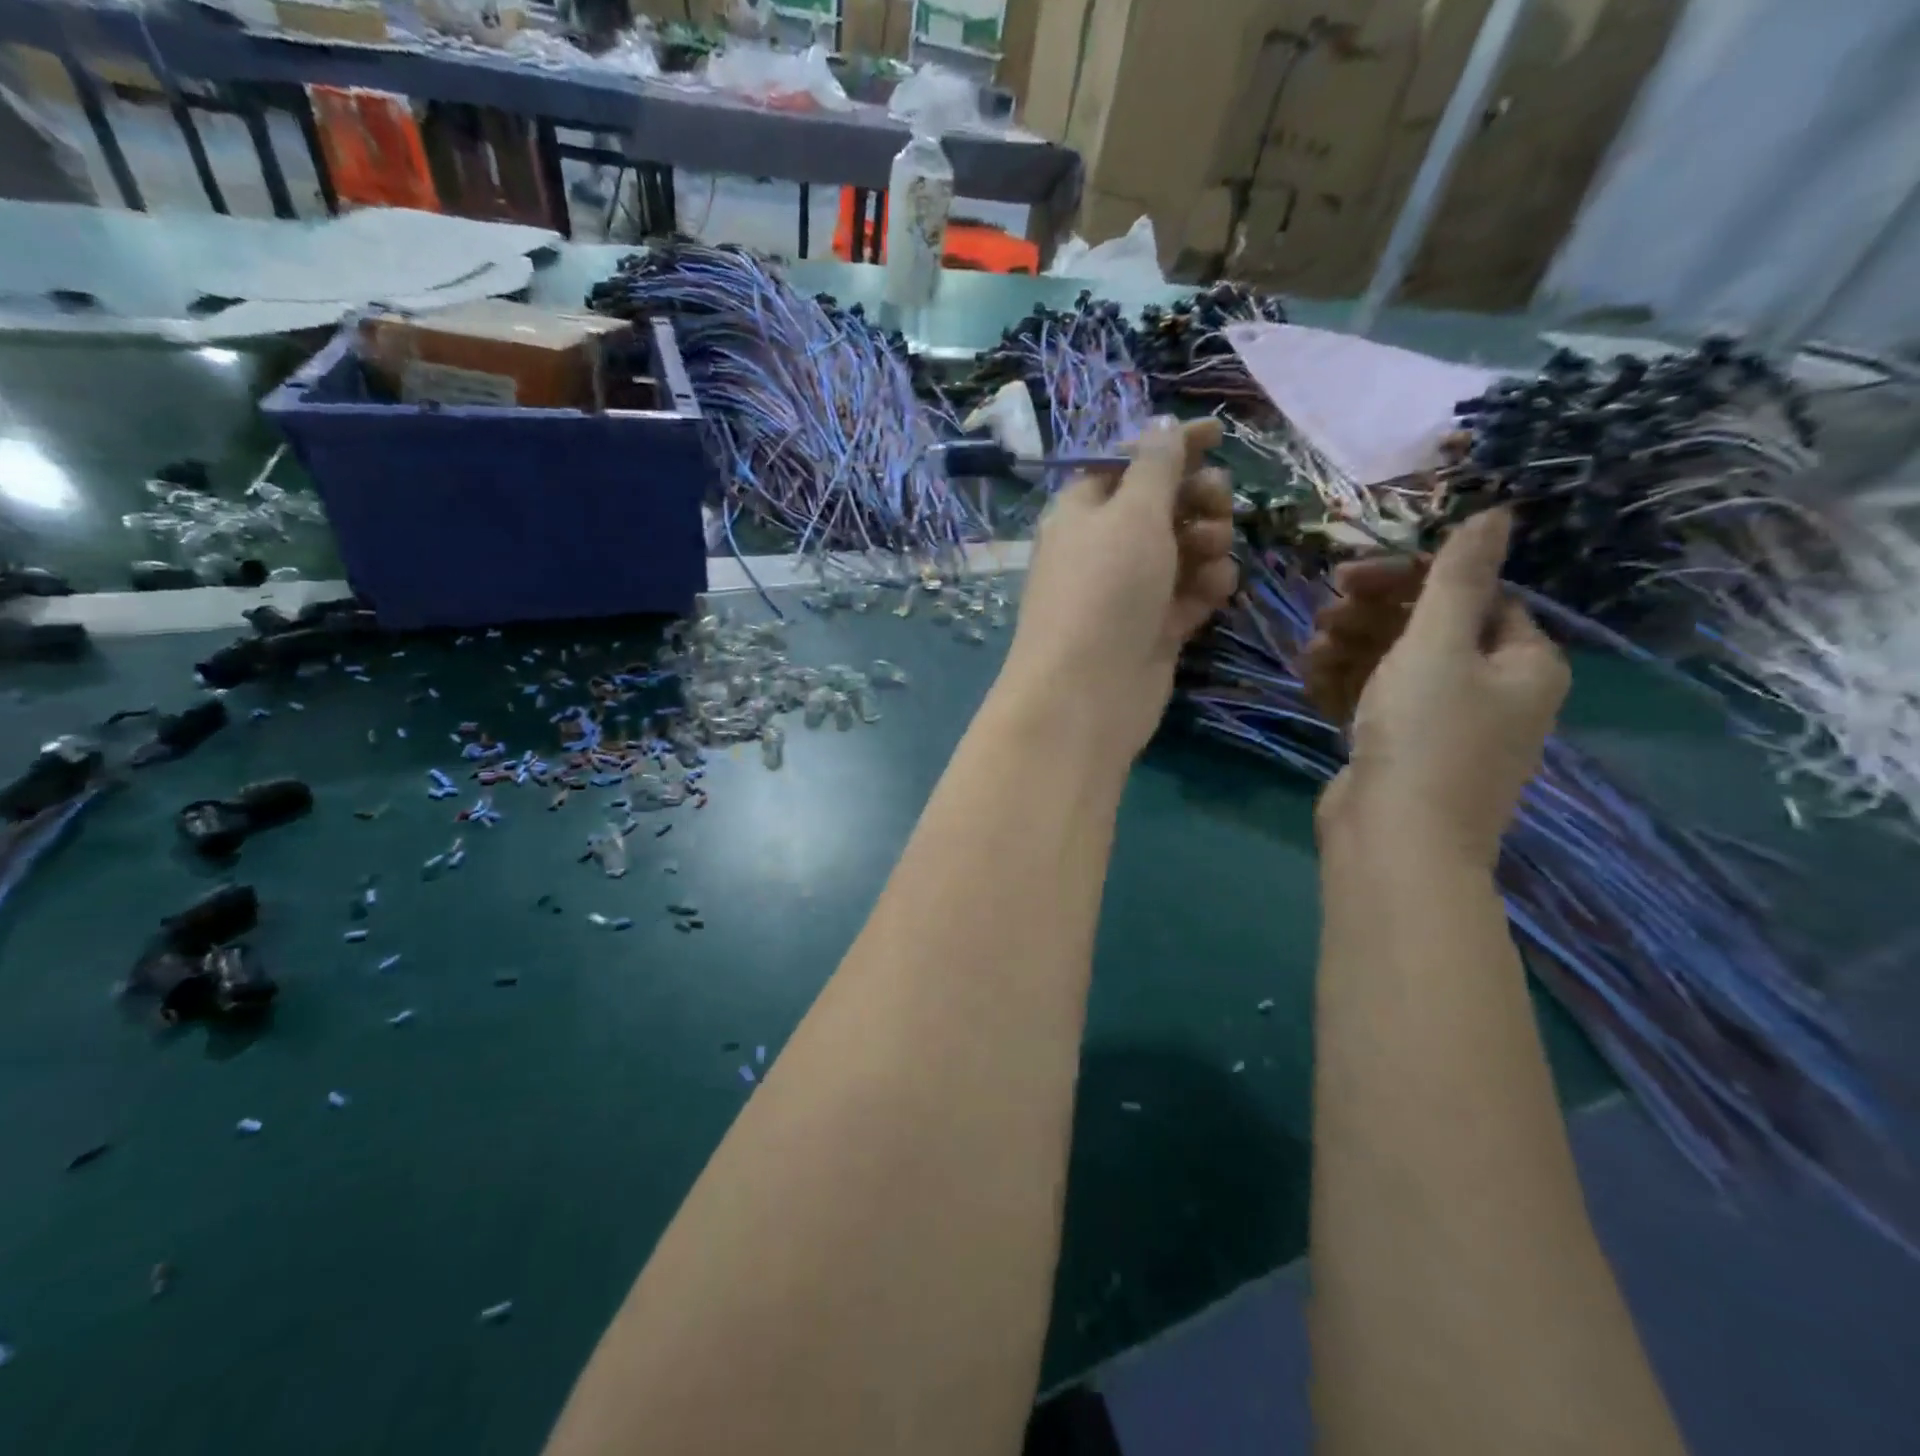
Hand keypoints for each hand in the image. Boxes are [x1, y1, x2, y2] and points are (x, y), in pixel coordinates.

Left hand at [997, 417, 1237, 762]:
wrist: (1087, 692)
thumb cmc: (1105, 588)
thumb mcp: (1132, 512)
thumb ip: (1155, 466)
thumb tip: (1160, 426)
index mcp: (1082, 510)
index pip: (1128, 463)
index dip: (1171, 445)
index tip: (1219, 434)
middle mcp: (1103, 548)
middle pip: (1161, 505)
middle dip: (1196, 498)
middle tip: (1217, 505)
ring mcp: (1128, 592)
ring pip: (1182, 550)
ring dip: (1207, 543)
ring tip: (1211, 555)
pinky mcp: (1152, 629)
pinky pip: (1188, 594)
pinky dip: (1205, 587)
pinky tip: (1214, 592)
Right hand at [1305, 509, 1568, 867]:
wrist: (1394, 839)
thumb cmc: (1425, 734)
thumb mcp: (1438, 645)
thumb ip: (1458, 577)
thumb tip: (1500, 511)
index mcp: (1522, 661)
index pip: (1473, 596)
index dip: (1411, 579)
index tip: (1350, 578)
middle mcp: (1492, 691)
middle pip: (1429, 629)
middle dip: (1372, 615)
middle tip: (1325, 611)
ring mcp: (1444, 725)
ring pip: (1394, 665)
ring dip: (1350, 648)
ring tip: (1311, 651)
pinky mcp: (1401, 750)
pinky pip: (1375, 701)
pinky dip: (1344, 685)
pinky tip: (1311, 678)